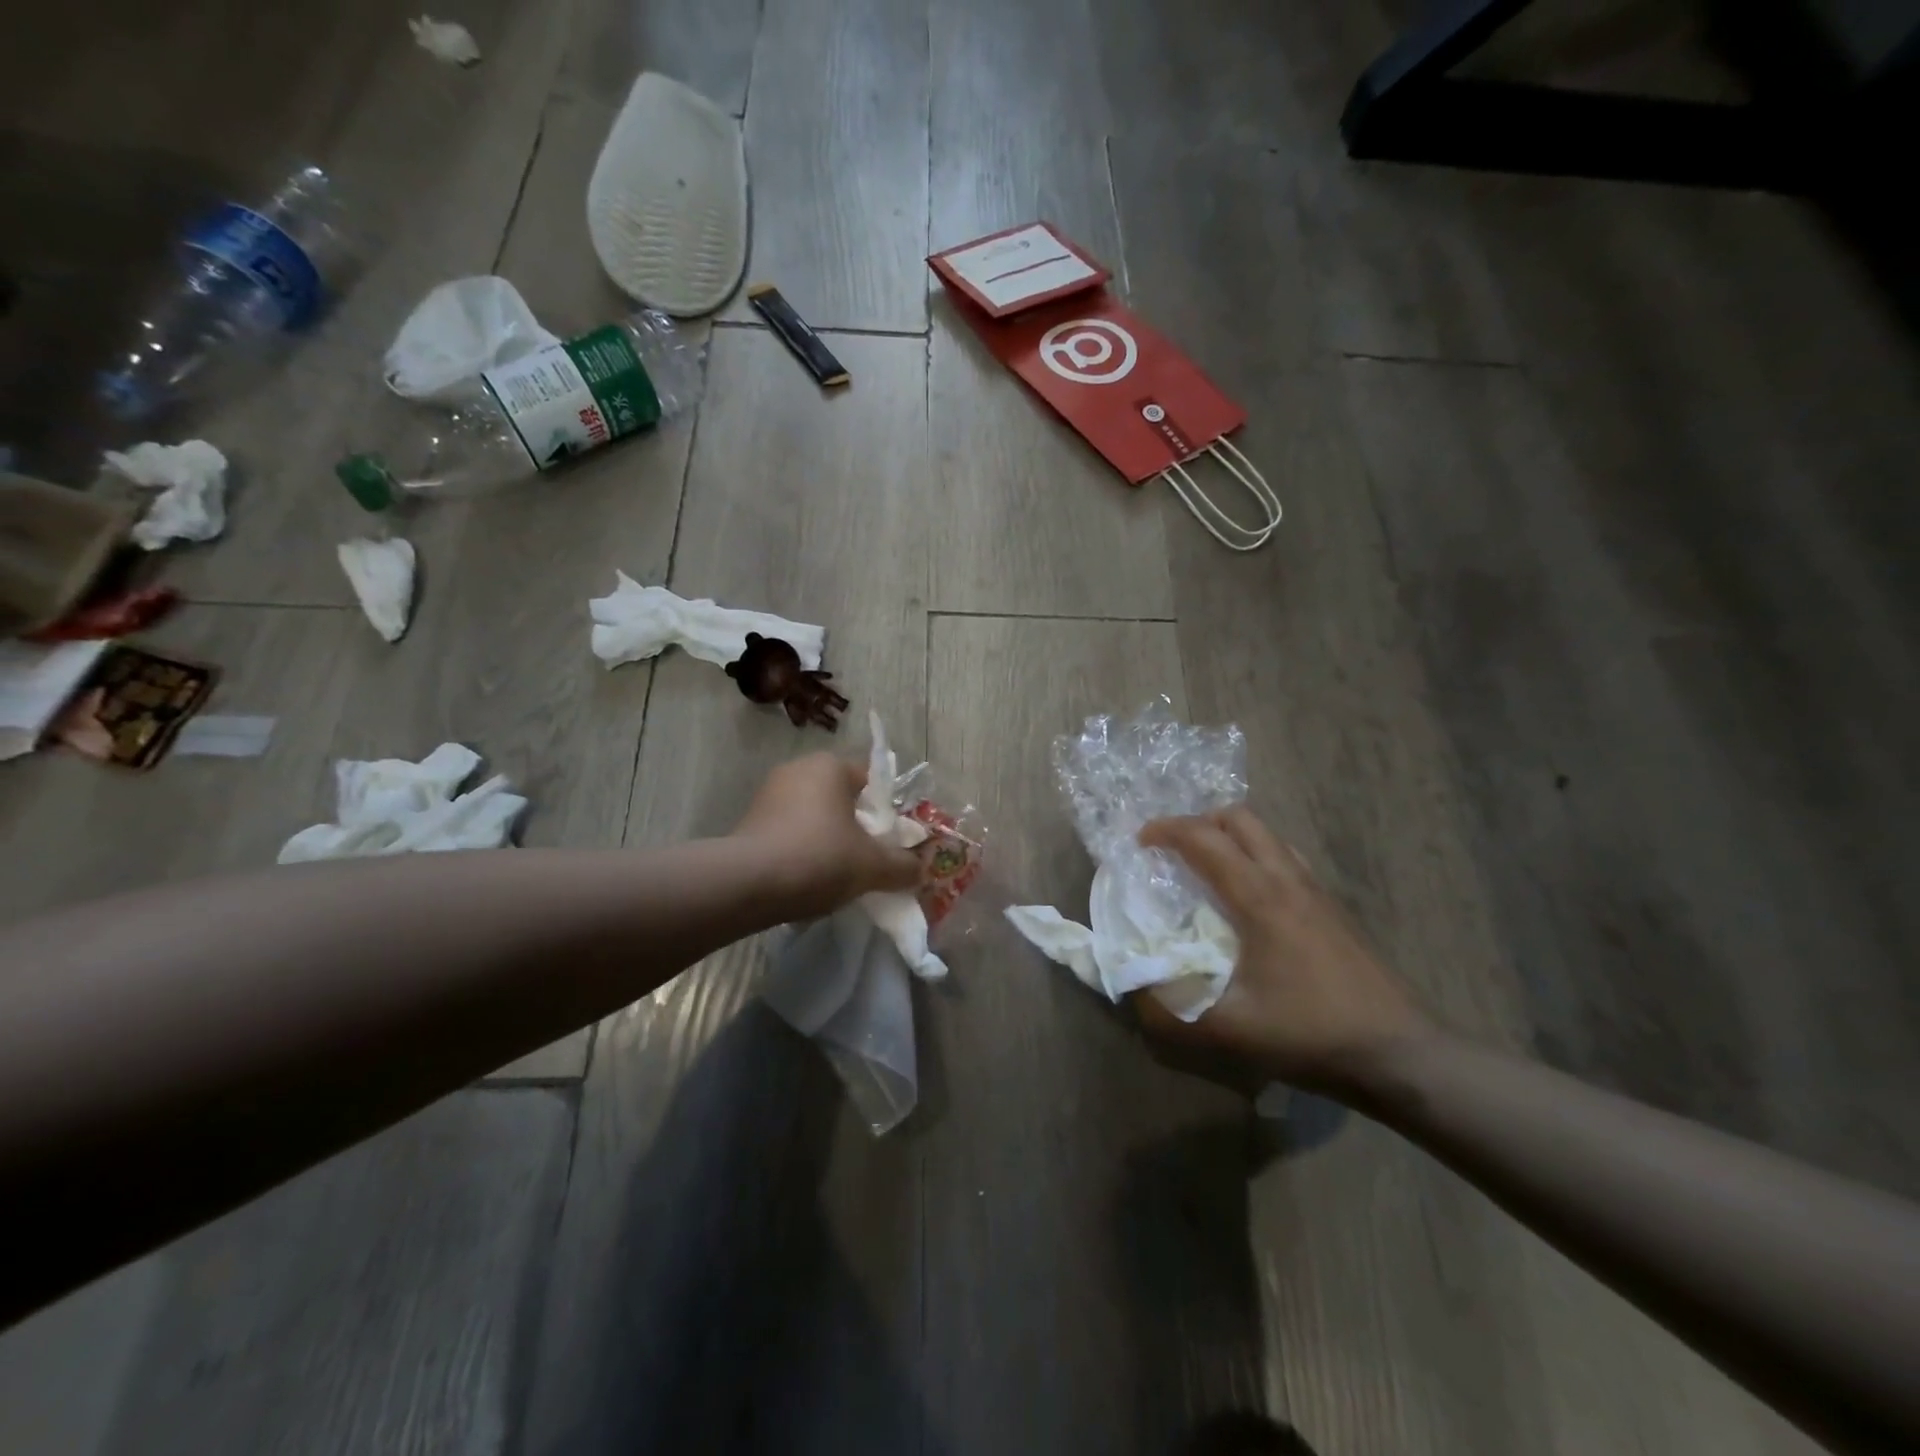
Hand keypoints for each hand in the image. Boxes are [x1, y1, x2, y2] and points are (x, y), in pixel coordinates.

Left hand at [732, 754, 922, 919]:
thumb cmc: (819, 858)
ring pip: (815, 816)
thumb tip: (920, 870)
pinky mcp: (749, 820)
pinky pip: (790, 831)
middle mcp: (798, 769)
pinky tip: (807, 879)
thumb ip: (903, 866)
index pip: (873, 781)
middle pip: (843, 798)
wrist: (746, 885)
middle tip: (870, 860)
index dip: (888, 812)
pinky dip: (802, 850)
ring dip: (829, 839)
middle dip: (858, 827)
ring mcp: (769, 794)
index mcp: (830, 766)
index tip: (893, 842)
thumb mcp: (872, 866)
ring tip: (839, 875)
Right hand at [1136, 807, 1433, 1094]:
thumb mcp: (1228, 1029)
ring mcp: (1316, 890)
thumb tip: (1132, 987)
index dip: (1166, 831)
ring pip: (1267, 835)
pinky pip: (1285, 858)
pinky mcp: (1333, 908)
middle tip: (1172, 852)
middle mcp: (1288, 879)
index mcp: (1260, 897)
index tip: (1139, 843)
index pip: (1205, 839)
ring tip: (1205, 869)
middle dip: (1198, 823)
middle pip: (1240, 819)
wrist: (1400, 1054)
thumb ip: (1169, 1009)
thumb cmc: (1310, 1033)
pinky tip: (1248, 899)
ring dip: (1229, 837)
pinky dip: (1255, 857)